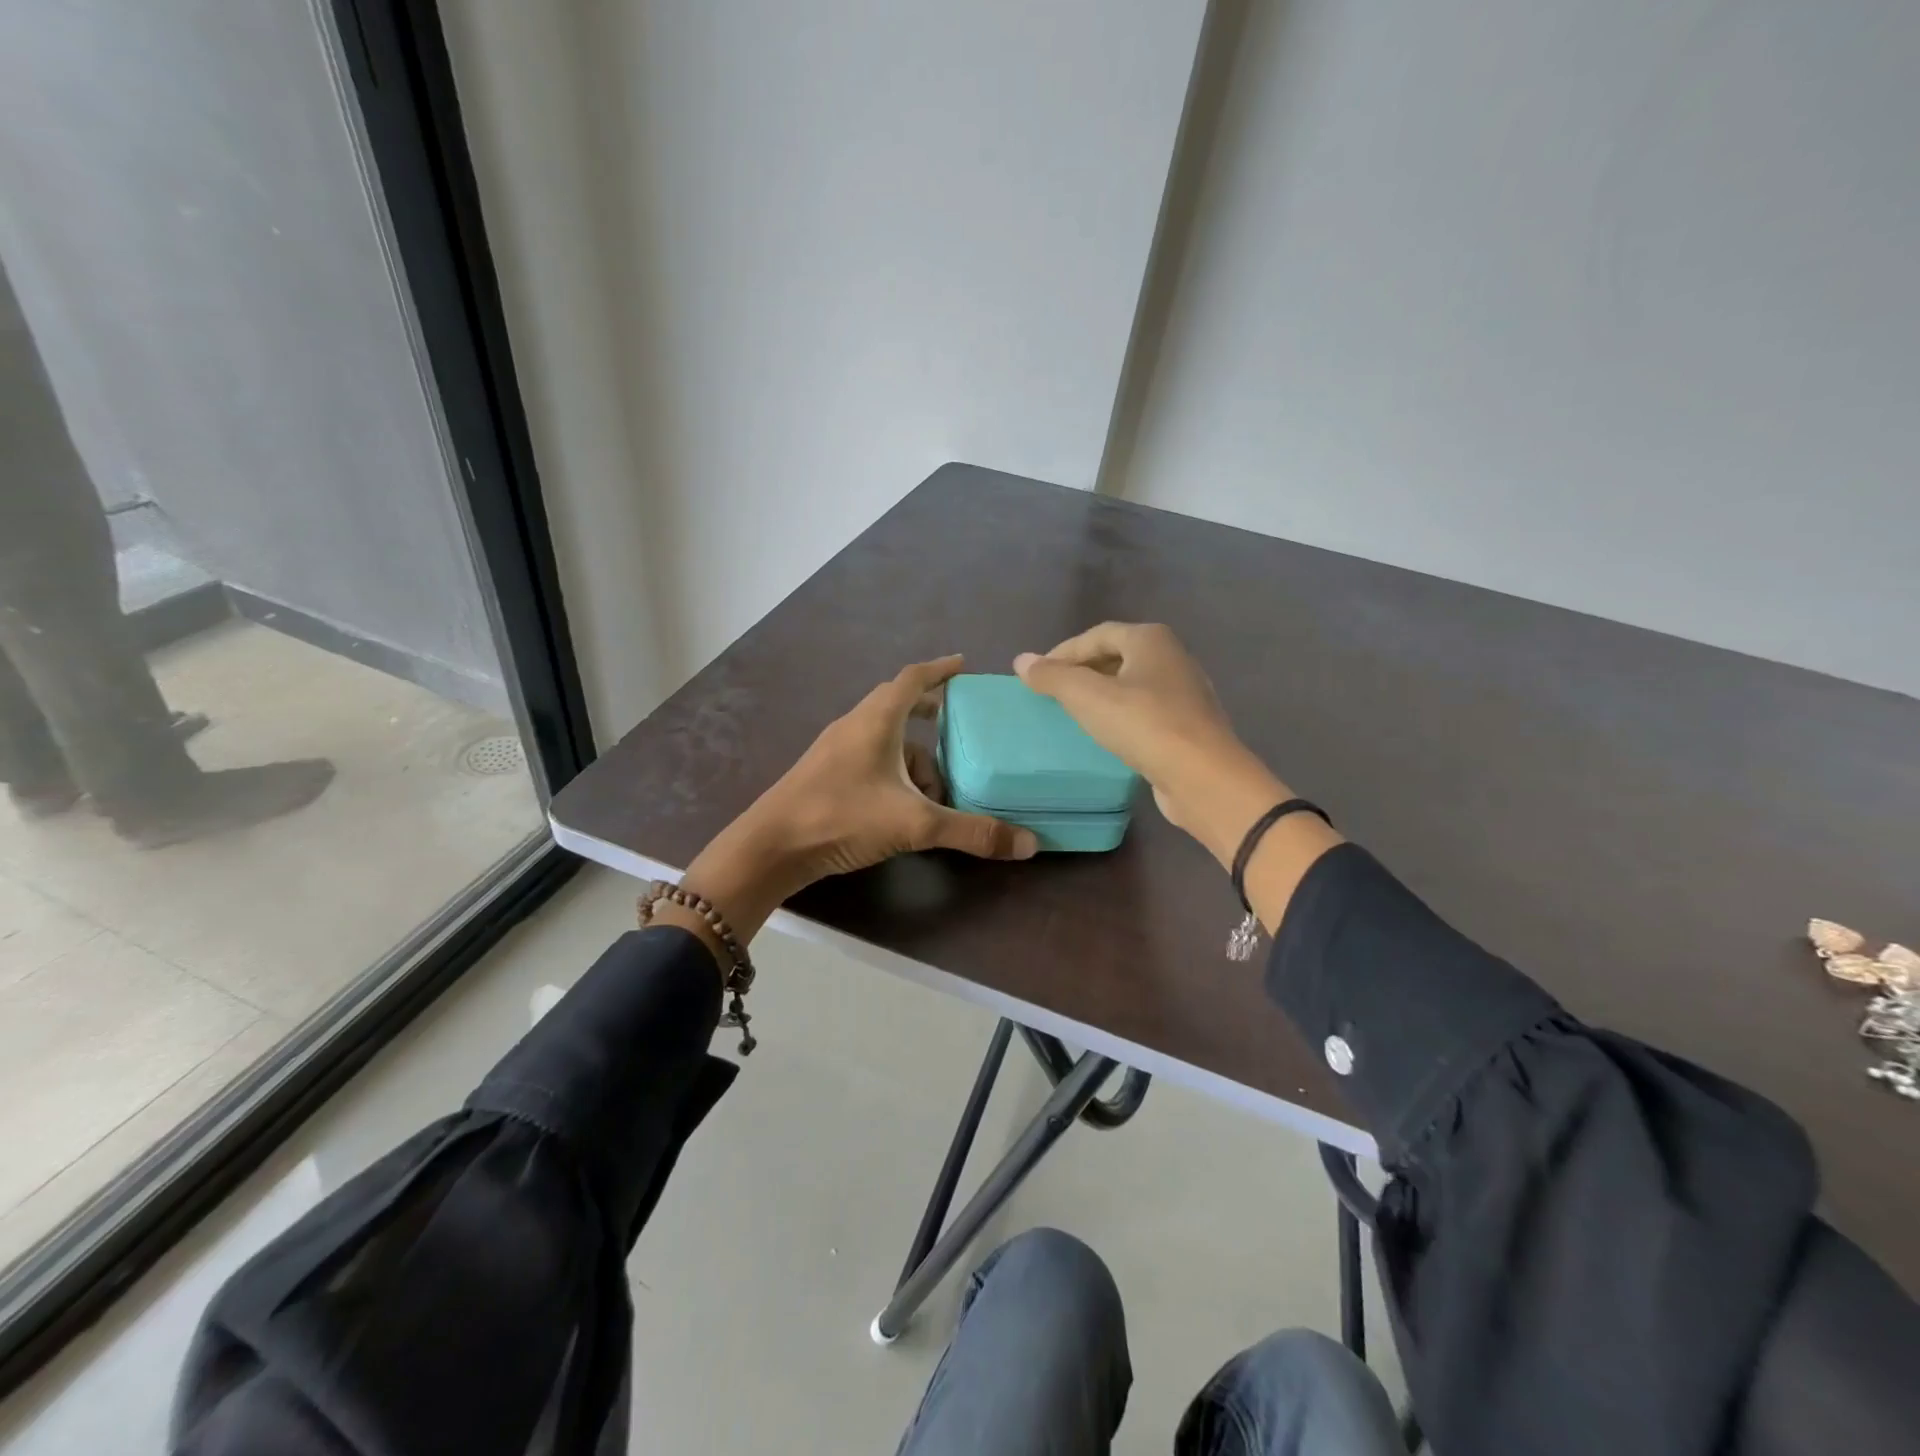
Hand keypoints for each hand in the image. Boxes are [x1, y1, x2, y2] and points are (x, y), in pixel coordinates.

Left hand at [666, 656, 1037, 956]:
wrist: (771, 846)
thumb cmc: (842, 817)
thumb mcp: (914, 824)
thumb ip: (971, 832)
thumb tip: (1027, 844)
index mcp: (876, 720)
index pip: (913, 678)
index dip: (940, 669)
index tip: (964, 665)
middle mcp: (855, 725)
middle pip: (899, 705)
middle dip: (931, 713)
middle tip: (960, 725)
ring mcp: (836, 749)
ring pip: (885, 738)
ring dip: (915, 756)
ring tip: (939, 791)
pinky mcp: (825, 774)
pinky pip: (870, 758)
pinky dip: (895, 771)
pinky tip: (905, 806)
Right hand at [1015, 624, 1336, 886]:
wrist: (1203, 777)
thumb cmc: (1144, 725)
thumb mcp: (1088, 697)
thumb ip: (1053, 676)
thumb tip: (1021, 660)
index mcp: (1151, 639)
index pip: (1097, 635)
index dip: (1063, 652)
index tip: (1037, 675)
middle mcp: (1172, 657)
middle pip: (1116, 655)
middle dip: (1082, 671)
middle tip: (1053, 693)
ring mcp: (1185, 692)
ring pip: (1132, 684)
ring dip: (1101, 694)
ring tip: (1073, 713)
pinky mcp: (1188, 724)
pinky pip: (1145, 710)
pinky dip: (1120, 716)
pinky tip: (1106, 735)